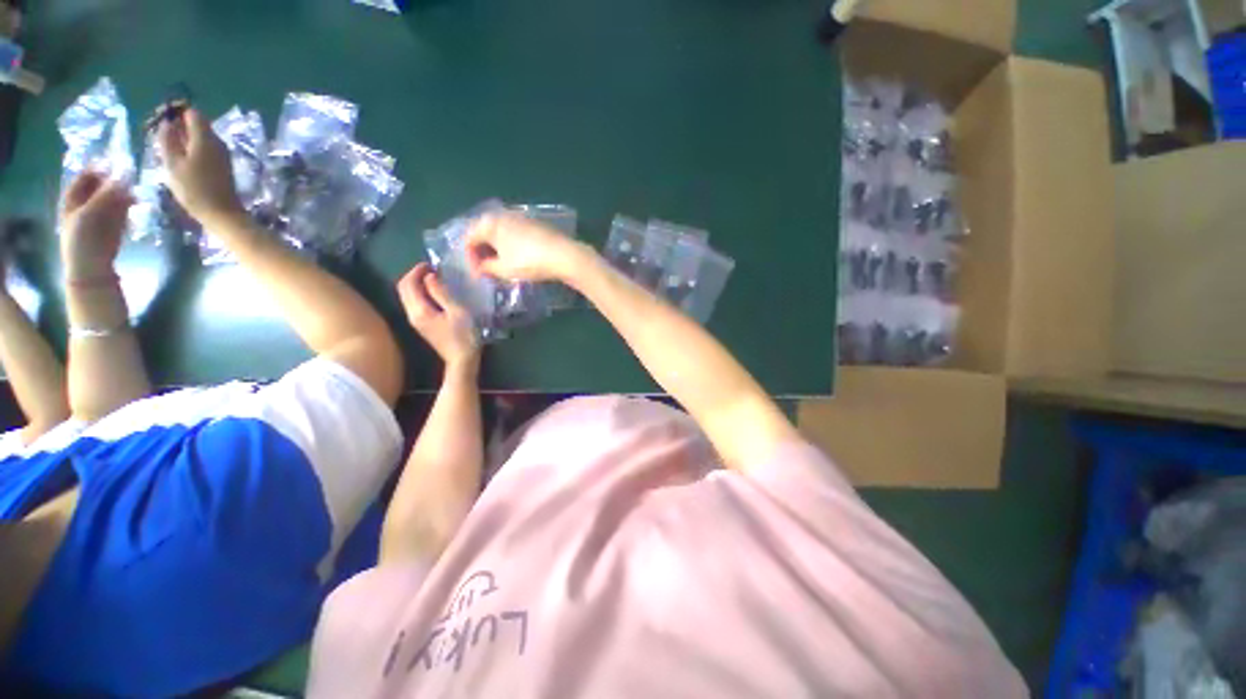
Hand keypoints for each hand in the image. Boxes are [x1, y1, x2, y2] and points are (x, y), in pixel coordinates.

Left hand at [60, 171, 133, 280]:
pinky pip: (123, 208)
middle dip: (115, 178)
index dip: (98, 167)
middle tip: (132, 170)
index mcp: (73, 198)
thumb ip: (106, 194)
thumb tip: (124, 173)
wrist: (92, 269)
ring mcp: (102, 214)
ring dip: (125, 190)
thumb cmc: (84, 241)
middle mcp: (86, 202)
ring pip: (114, 196)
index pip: (85, 175)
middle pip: (101, 184)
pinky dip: (130, 203)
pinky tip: (139, 201)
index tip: (115, 159)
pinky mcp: (115, 224)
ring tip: (138, 186)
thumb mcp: (91, 215)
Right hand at [158, 108, 243, 225]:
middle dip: (178, 126)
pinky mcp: (223, 164)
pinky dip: (192, 149)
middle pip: (197, 123)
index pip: (192, 112)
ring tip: (168, 151)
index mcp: (205, 138)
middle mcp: (217, 142)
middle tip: (161, 138)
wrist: (223, 213)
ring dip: (184, 138)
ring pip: (200, 136)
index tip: (161, 121)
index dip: (176, 112)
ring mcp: (222, 153)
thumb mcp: (173, 164)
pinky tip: (181, 161)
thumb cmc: (194, 190)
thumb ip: (168, 140)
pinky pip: (205, 148)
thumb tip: (166, 122)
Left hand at [397, 263, 479, 367]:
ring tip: (435, 279)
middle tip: (432, 269)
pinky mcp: (422, 325)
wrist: (462, 360)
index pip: (408, 284)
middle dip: (414, 276)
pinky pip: (414, 303)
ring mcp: (416, 321)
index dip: (417, 271)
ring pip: (407, 296)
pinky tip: (435, 293)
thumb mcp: (458, 311)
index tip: (432, 265)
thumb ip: (441, 293)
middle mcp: (412, 315)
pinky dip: (420, 294)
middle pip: (403, 289)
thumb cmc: (464, 335)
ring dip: (417, 284)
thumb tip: (430, 277)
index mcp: (419, 310)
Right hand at [465, 212, 589, 282]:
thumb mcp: (504, 269)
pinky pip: (515, 234)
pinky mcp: (535, 224)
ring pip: (501, 233)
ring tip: (501, 267)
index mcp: (489, 222)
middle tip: (487, 271)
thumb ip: (487, 268)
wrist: (563, 255)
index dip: (470, 259)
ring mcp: (521, 217)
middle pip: (484, 233)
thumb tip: (481, 267)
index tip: (477, 276)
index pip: (469, 239)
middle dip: (483, 253)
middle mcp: (503, 214)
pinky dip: (511, 245)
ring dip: (497, 249)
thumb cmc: (529, 262)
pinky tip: (517, 259)